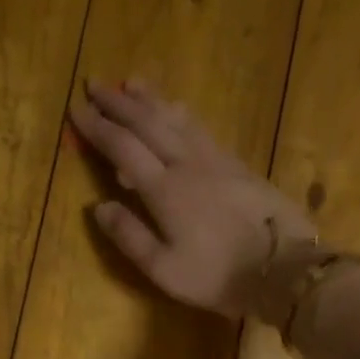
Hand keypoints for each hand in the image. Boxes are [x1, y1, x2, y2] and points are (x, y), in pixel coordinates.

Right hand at [69, 79, 318, 321]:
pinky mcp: (237, 164)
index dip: (97, 128)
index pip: (122, 148)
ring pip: (176, 118)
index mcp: (164, 190)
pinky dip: (180, 113)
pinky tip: (176, 109)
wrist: (283, 269)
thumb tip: (98, 206)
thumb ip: (129, 236)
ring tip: (131, 82)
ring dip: (150, 99)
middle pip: (147, 123)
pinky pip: (200, 127)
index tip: (76, 110)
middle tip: (95, 83)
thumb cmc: (217, 276)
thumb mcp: (164, 269)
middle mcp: (187, 164)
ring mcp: (216, 160)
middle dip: (118, 102)